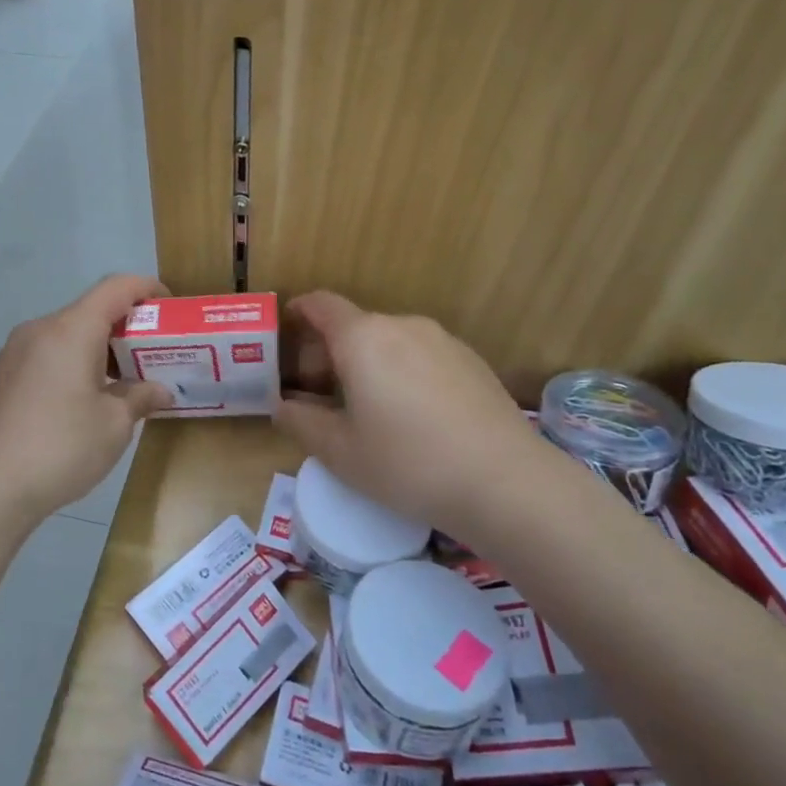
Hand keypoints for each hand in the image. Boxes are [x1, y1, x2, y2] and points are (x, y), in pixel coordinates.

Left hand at [0, 274, 172, 529]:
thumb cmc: (60, 448)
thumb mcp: (114, 425)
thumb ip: (140, 397)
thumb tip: (160, 391)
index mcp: (70, 330)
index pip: (115, 288)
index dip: (146, 288)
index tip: (170, 305)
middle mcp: (40, 330)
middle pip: (90, 310)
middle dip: (126, 326)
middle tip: (154, 352)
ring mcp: (15, 353)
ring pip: (67, 334)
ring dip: (99, 347)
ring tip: (124, 380)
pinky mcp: (2, 376)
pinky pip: (48, 354)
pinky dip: (74, 362)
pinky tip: (86, 398)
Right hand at [274, 291, 545, 540]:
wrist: (505, 481)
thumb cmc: (407, 463)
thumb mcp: (340, 452)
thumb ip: (301, 422)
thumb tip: (281, 406)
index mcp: (362, 338)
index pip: (321, 305)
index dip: (299, 311)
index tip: (286, 329)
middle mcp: (401, 325)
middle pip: (355, 325)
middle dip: (330, 350)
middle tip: (321, 393)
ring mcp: (442, 340)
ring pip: (390, 340)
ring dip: (369, 362)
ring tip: (368, 407)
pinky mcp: (471, 359)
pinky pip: (421, 354)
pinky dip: (403, 370)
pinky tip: (413, 414)